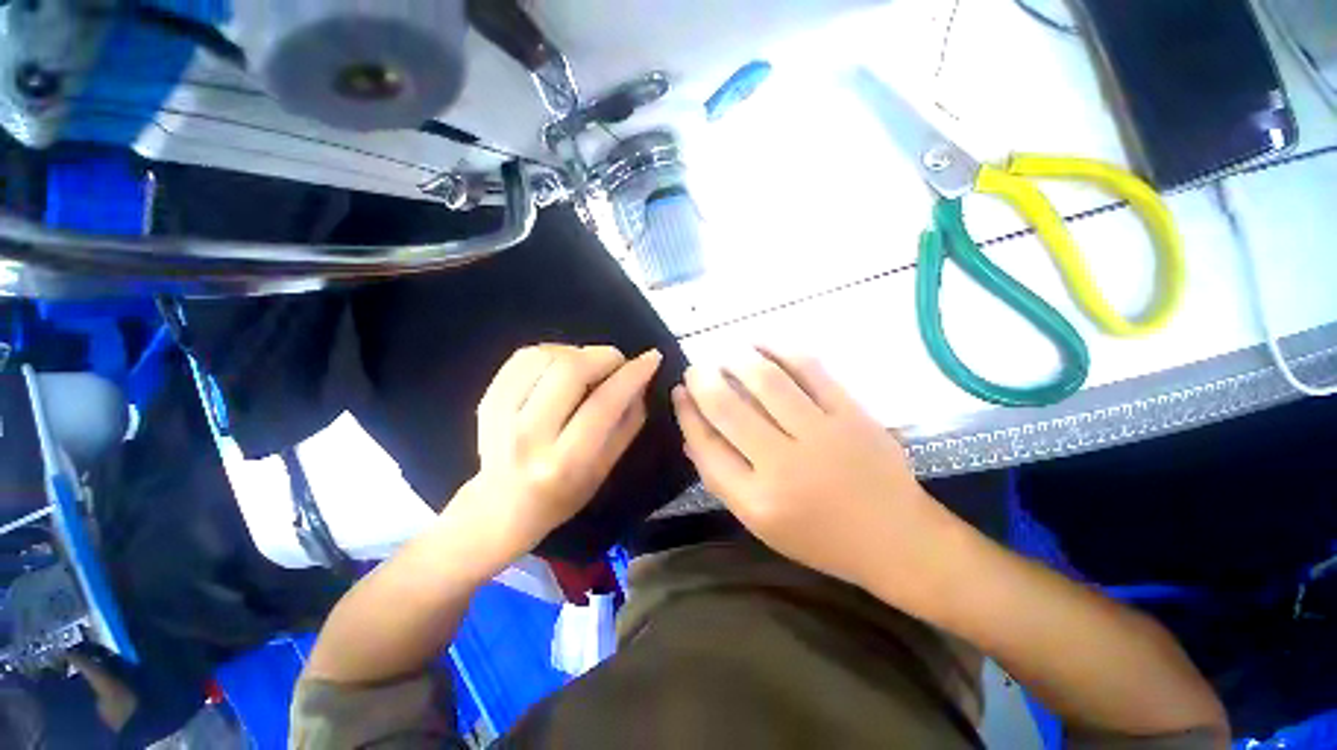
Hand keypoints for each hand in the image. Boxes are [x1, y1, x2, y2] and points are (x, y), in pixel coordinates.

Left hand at [450, 344, 662, 563]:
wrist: (501, 507)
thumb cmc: (564, 494)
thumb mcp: (607, 467)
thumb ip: (628, 421)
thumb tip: (640, 379)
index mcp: (564, 461)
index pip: (604, 404)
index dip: (632, 375)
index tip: (652, 358)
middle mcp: (529, 435)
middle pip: (570, 371)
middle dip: (604, 356)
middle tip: (617, 363)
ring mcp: (500, 415)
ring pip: (546, 357)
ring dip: (578, 353)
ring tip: (589, 368)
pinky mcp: (486, 399)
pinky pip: (524, 357)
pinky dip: (552, 352)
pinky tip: (562, 367)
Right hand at [673, 348, 951, 590]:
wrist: (896, 538)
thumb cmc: (820, 537)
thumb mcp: (761, 523)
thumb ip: (723, 479)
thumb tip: (693, 432)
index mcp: (756, 501)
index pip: (705, 445)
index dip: (686, 412)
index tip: (680, 392)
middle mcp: (784, 466)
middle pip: (728, 407)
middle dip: (703, 379)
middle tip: (697, 368)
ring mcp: (822, 435)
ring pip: (765, 380)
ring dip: (736, 359)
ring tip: (725, 354)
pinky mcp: (851, 413)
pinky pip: (809, 369)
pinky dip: (779, 349)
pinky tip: (761, 344)